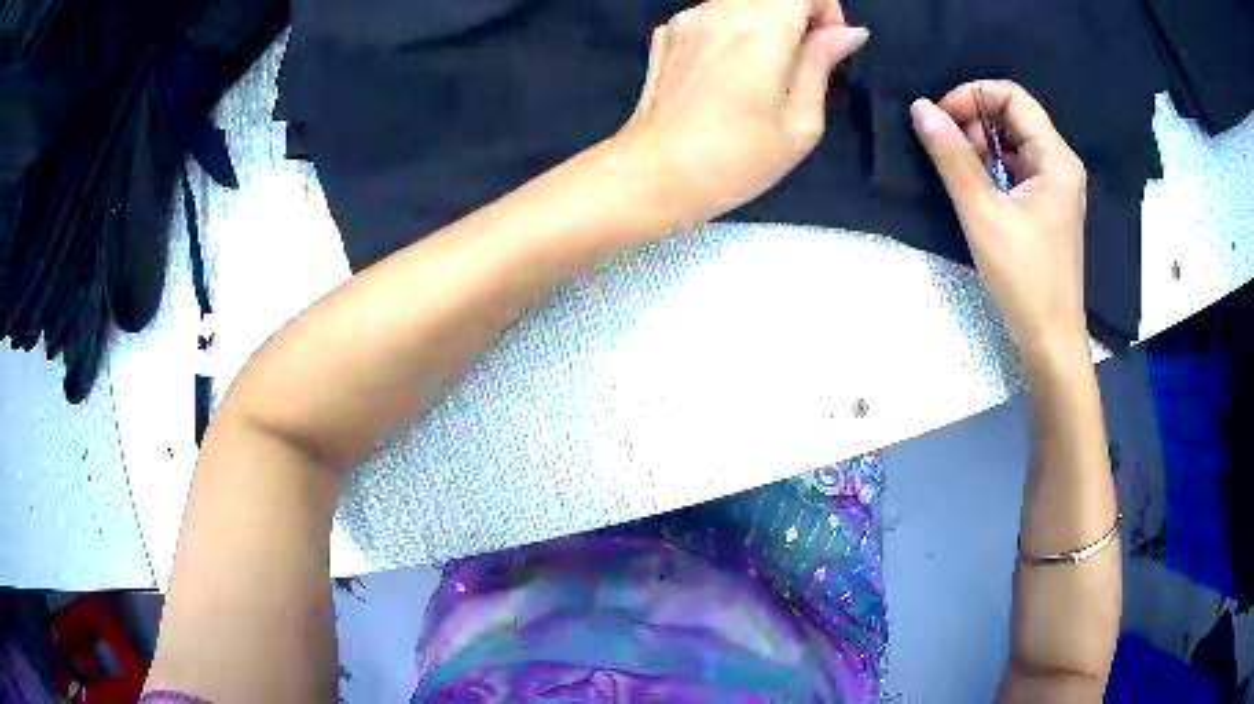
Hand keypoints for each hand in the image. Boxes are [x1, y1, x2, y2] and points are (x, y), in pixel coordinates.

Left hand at [617, 0, 867, 223]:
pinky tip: (724, 74)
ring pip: (741, 2)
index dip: (826, 11)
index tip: (827, 48)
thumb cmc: (737, 159)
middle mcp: (721, 10)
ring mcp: (688, 19)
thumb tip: (849, 32)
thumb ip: (822, 64)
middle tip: (799, 64)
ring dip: (764, 23)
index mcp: (761, 29)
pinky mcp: (667, 33)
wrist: (654, 175)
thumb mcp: (800, 122)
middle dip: (797, 17)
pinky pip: (712, 15)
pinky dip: (730, 31)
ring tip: (760, 74)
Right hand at [911, 81, 1088, 364]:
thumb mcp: (983, 213)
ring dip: (980, 147)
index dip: (973, 96)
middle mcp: (1060, 163)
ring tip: (959, 175)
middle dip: (974, 122)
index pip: (1012, 96)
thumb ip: (952, 157)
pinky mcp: (1047, 205)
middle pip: (1013, 116)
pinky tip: (976, 192)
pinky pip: (1016, 168)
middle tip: (946, 150)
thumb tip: (920, 108)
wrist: (1049, 339)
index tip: (941, 119)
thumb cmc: (1024, 277)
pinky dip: (991, 169)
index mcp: (1056, 158)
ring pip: (1012, 141)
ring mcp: (1055, 186)